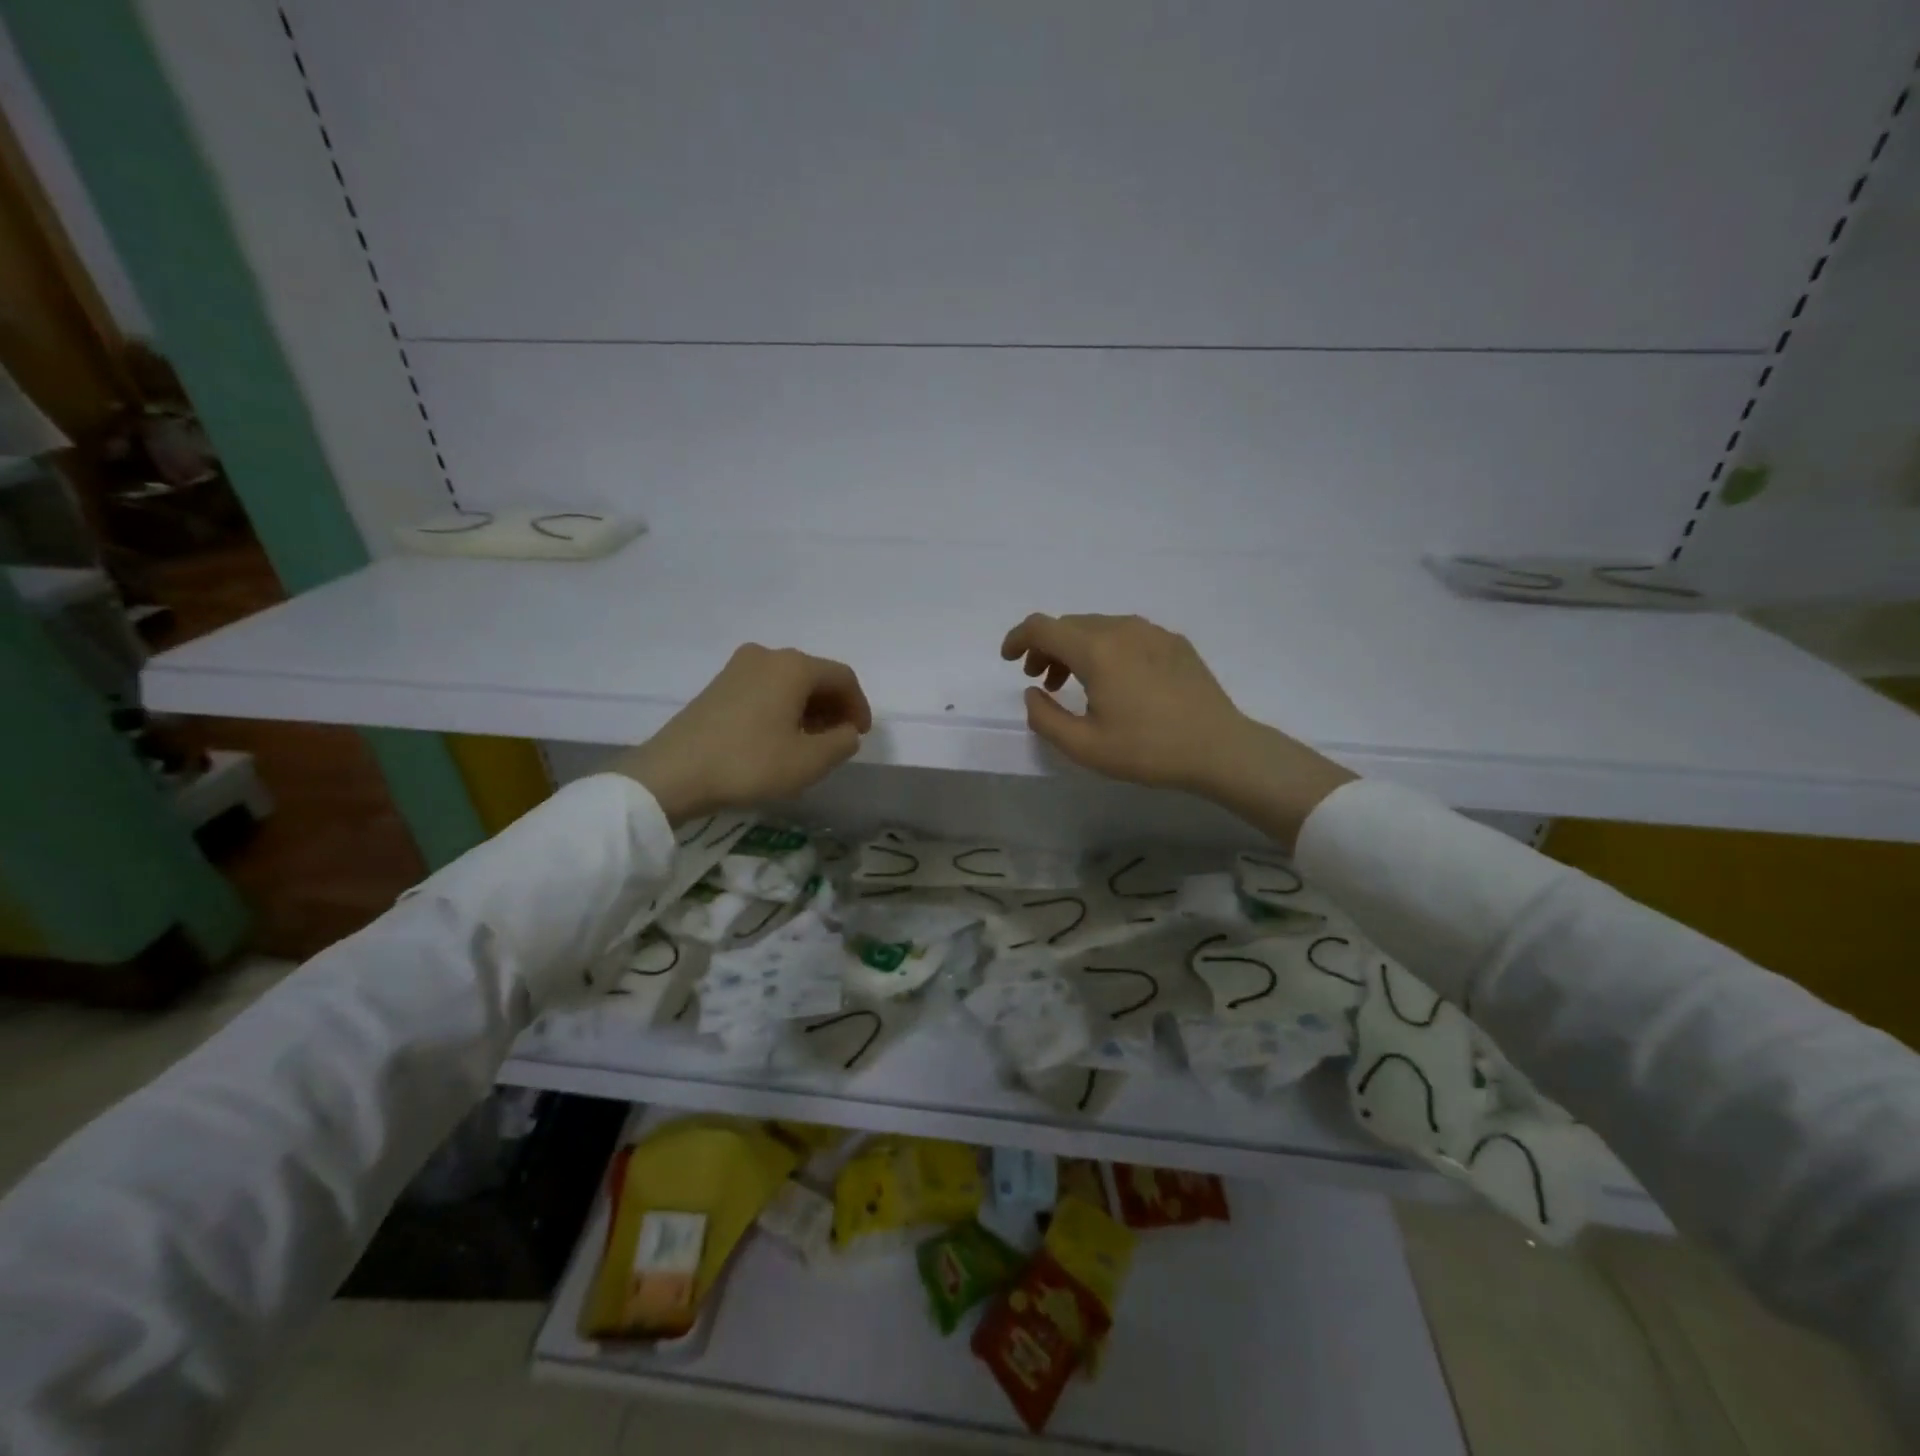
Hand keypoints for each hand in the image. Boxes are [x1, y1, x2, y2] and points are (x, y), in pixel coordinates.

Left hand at [613, 644, 871, 822]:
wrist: (673, 773)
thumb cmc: (750, 763)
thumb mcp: (809, 761)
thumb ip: (842, 742)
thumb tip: (847, 731)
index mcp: (793, 666)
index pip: (842, 677)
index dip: (859, 706)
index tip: (860, 736)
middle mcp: (767, 655)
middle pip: (815, 676)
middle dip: (833, 707)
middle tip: (838, 740)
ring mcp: (738, 667)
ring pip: (789, 683)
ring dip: (808, 709)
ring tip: (810, 743)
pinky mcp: (718, 684)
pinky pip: (765, 689)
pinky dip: (782, 708)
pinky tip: (779, 737)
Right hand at [1001, 612, 1354, 845]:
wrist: (1219, 748)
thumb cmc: (1147, 750)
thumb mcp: (1084, 747)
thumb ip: (1045, 717)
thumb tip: (1032, 693)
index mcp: (1096, 650)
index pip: (1043, 627)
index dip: (1018, 638)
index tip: (1008, 659)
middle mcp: (1122, 629)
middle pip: (1070, 625)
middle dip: (1046, 648)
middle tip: (1041, 681)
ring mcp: (1152, 632)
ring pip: (1098, 627)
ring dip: (1076, 649)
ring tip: (1074, 683)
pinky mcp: (1174, 642)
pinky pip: (1126, 634)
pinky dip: (1106, 649)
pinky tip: (1115, 681)